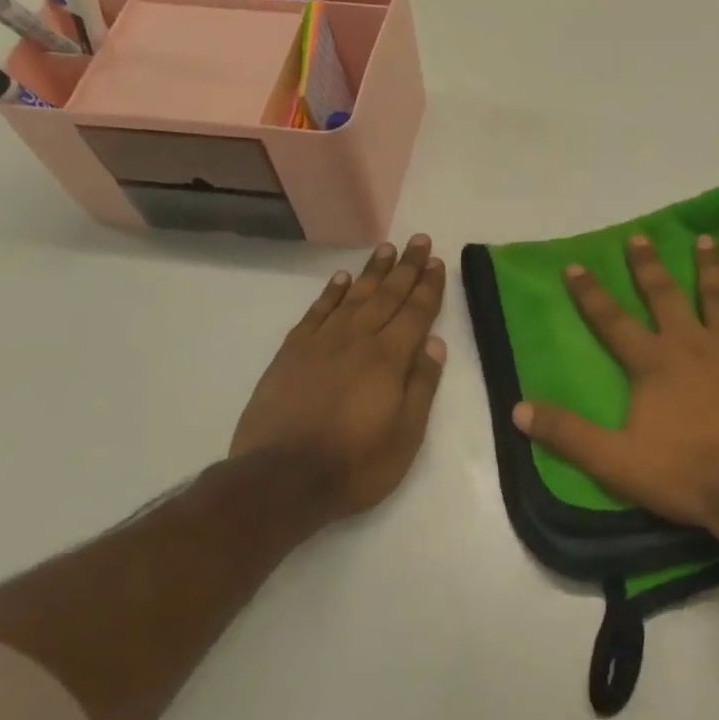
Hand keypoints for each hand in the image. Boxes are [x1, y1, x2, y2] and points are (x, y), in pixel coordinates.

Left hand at [229, 235, 447, 525]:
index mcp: (389, 359)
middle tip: (417, 240)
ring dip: (372, 272)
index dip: (428, 286)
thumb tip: (435, 344)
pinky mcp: (291, 354)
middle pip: (386, 296)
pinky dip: (331, 293)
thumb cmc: (356, 464)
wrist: (282, 479)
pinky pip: (316, 312)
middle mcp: (356, 341)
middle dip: (405, 267)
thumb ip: (422, 386)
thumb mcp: (406, 435)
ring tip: (385, 248)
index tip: (436, 261)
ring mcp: (320, 344)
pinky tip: (342, 279)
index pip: (415, 313)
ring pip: (352, 297)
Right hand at [512, 233, 718, 532]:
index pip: (612, 321)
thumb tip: (518, 409)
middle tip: (641, 237)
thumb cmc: (685, 474)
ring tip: (706, 240)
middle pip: (666, 296)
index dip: (590, 293)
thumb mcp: (615, 461)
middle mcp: (693, 344)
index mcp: (654, 363)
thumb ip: (568, 434)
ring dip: (711, 268)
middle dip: (649, 266)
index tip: (575, 265)